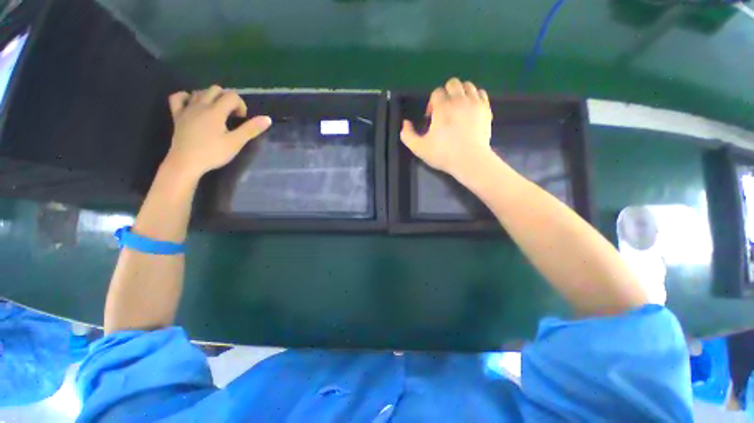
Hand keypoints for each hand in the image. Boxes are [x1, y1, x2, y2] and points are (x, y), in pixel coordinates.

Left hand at [163, 85, 271, 179]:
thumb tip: (268, 119)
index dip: (241, 105)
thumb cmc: (213, 153)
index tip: (242, 120)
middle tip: (232, 116)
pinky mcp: (177, 116)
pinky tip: (193, 104)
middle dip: (227, 99)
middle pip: (216, 90)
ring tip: (217, 112)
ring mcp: (187, 109)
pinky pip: (178, 98)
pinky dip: (187, 97)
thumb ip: (251, 129)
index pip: (232, 96)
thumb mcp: (236, 142)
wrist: (186, 163)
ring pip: (199, 92)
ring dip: (211, 97)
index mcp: (216, 111)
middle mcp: (201, 105)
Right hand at [400, 78, 493, 178]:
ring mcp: (474, 103)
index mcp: (442, 108)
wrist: (470, 160)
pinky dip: (474, 97)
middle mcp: (459, 100)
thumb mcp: (419, 148)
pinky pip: (481, 93)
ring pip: (468, 86)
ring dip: (460, 93)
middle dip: (446, 94)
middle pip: (453, 84)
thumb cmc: (443, 154)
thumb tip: (405, 123)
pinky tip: (470, 109)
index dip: (432, 103)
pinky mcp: (486, 109)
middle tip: (444, 110)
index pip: (436, 92)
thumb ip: (408, 135)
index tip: (431, 117)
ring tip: (457, 108)